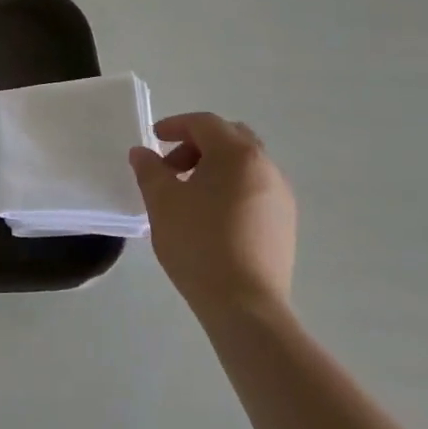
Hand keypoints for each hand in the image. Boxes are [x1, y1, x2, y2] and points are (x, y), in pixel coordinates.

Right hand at [129, 113, 296, 320]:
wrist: (245, 304)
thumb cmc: (198, 244)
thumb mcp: (162, 203)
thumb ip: (149, 170)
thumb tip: (142, 153)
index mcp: (237, 155)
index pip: (205, 123)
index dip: (176, 125)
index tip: (154, 139)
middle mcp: (266, 167)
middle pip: (230, 138)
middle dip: (198, 145)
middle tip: (171, 167)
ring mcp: (281, 196)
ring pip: (245, 165)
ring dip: (215, 167)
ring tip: (189, 195)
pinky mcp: (285, 222)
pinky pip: (256, 189)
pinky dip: (231, 188)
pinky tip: (212, 217)